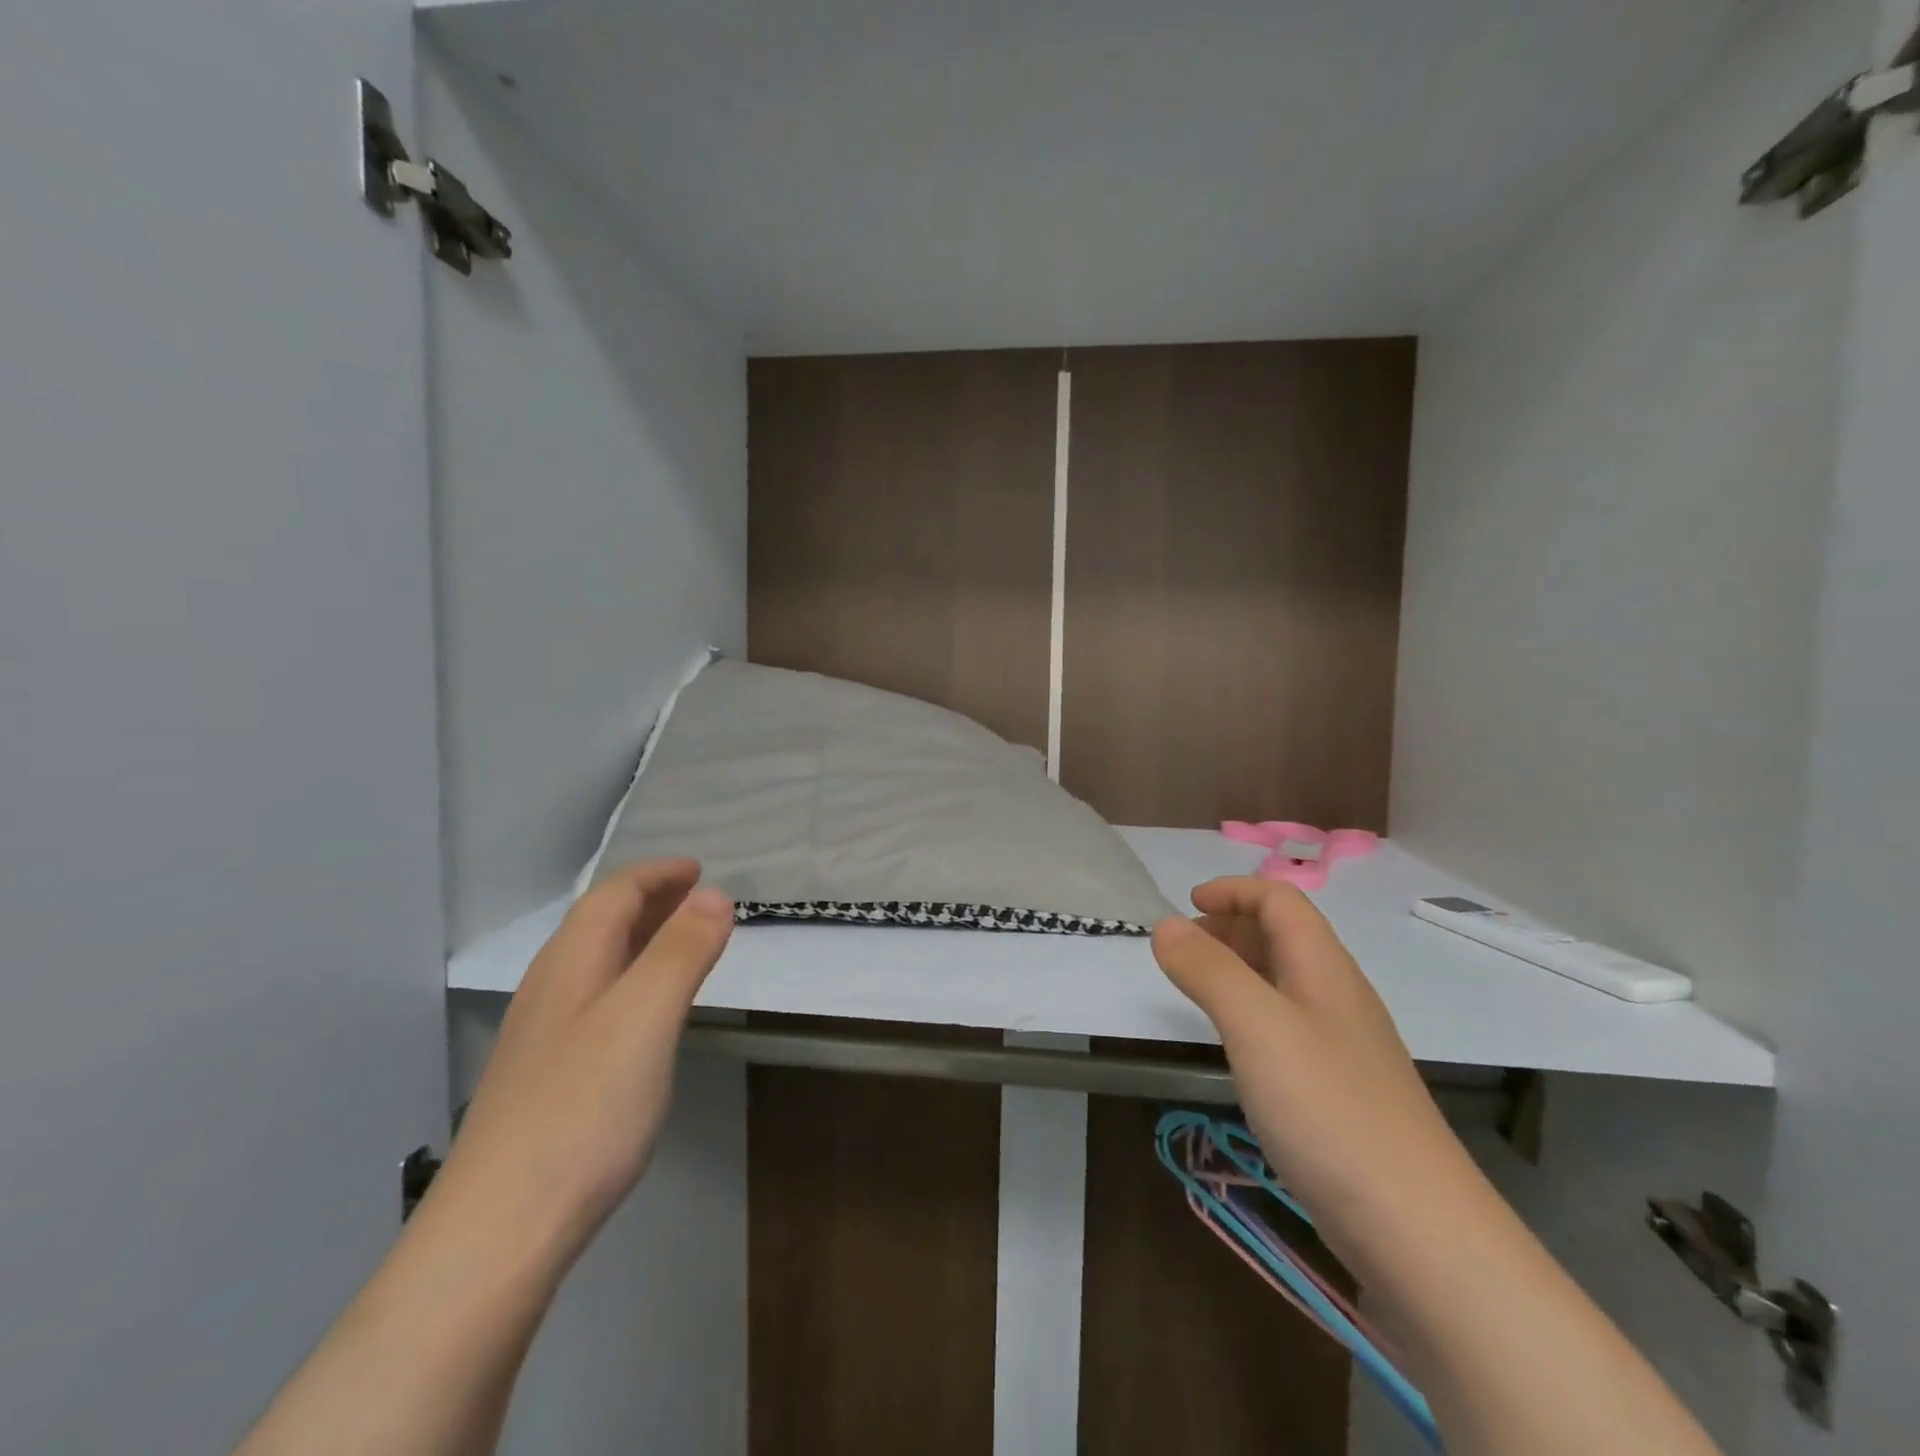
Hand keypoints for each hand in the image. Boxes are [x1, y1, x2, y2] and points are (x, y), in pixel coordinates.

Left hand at [428, 860, 734, 1259]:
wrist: (498, 1232)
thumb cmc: (583, 1110)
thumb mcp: (646, 1019)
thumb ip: (681, 952)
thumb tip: (715, 894)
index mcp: (572, 963)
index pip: (613, 894)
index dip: (657, 875)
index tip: (699, 869)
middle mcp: (552, 988)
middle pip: (600, 923)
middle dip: (651, 900)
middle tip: (700, 898)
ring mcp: (544, 1035)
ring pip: (597, 963)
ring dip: (642, 939)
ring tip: (683, 943)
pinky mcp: (547, 1077)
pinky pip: (597, 1000)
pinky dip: (633, 980)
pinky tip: (648, 1013)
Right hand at [1151, 877, 1476, 1255]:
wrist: (1414, 1226)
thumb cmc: (1328, 1107)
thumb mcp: (1256, 1026)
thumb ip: (1208, 969)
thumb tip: (1165, 925)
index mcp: (1324, 967)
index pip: (1280, 900)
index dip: (1233, 891)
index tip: (1186, 905)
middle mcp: (1337, 995)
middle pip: (1284, 935)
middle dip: (1230, 926)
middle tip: (1182, 949)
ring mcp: (1343, 1044)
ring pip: (1285, 980)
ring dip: (1238, 968)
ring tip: (1197, 989)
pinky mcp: (1340, 1088)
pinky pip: (1288, 1024)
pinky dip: (1251, 1011)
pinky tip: (1236, 1045)